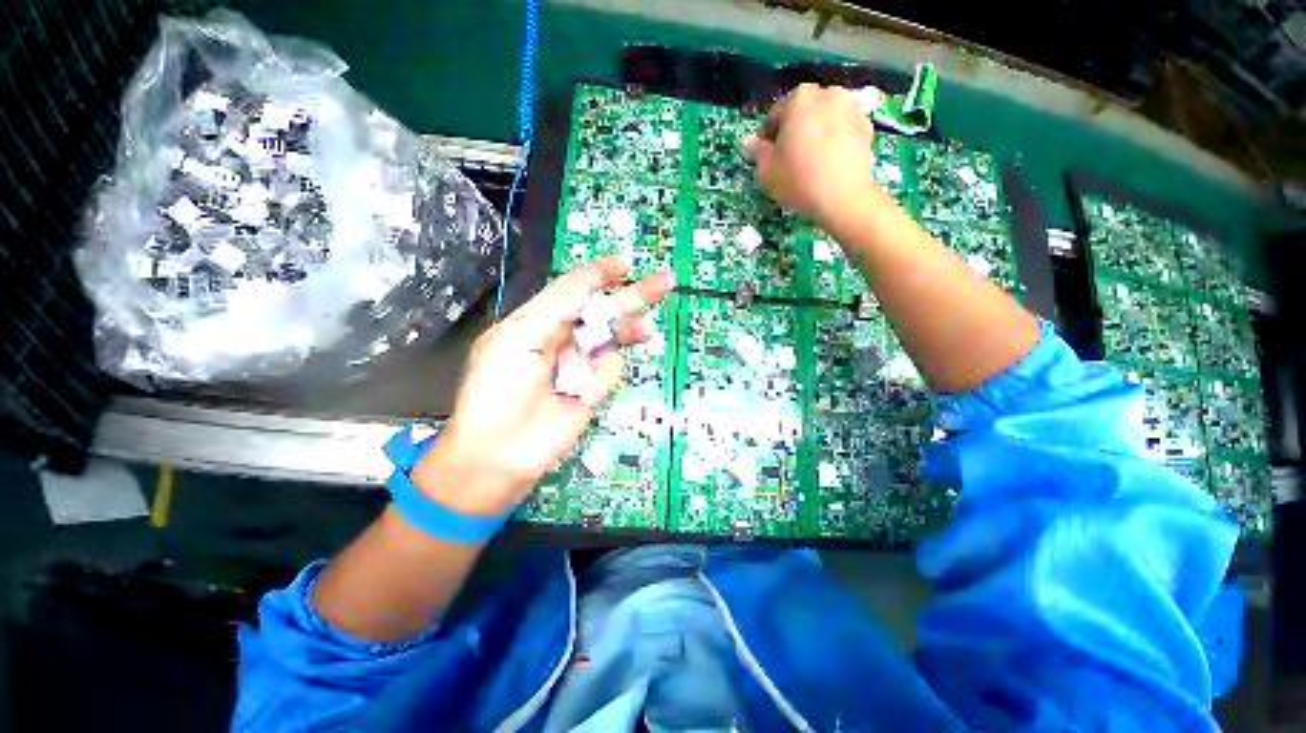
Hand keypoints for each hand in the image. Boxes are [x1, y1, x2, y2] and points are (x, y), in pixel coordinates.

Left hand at [412, 257, 673, 515]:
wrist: (497, 456)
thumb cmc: (497, 393)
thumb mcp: (517, 340)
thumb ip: (555, 311)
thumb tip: (587, 288)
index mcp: (537, 323)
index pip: (572, 291)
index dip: (598, 275)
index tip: (625, 264)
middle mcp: (561, 341)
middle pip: (601, 312)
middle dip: (631, 296)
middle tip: (664, 282)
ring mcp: (578, 368)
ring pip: (611, 341)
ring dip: (628, 333)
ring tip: (645, 333)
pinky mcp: (590, 393)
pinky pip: (608, 374)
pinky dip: (603, 377)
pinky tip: (582, 394)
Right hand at [744, 84, 875, 225]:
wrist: (842, 197)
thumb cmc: (798, 179)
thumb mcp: (766, 170)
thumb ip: (756, 151)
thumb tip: (749, 142)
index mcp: (799, 99)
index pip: (775, 115)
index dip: (768, 138)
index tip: (768, 157)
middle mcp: (827, 94)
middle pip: (802, 113)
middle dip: (794, 131)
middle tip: (789, 159)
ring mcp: (851, 107)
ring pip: (824, 119)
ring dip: (815, 133)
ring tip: (811, 161)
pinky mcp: (867, 126)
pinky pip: (842, 129)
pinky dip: (835, 140)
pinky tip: (829, 163)